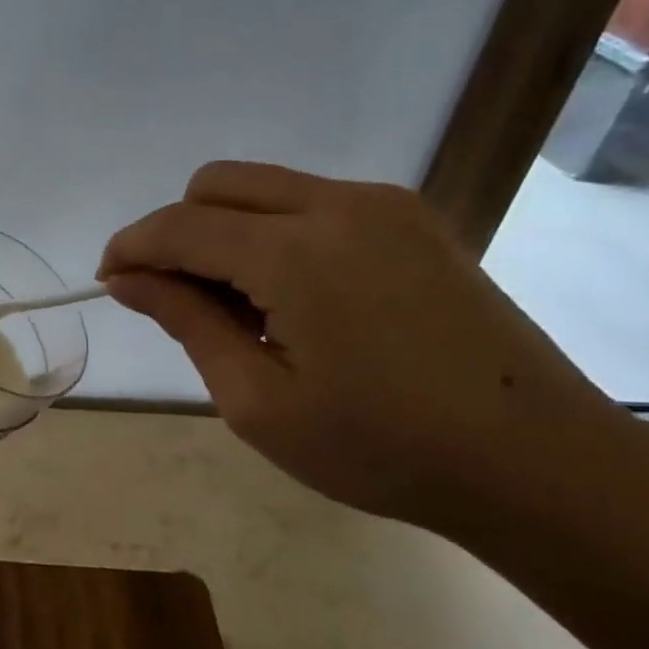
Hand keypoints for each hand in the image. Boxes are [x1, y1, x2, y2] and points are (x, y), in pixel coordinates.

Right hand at [99, 161, 648, 539]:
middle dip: (176, 231)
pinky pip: (312, 203)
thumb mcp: (256, 400)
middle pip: (217, 184)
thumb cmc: (381, 448)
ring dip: (225, 231)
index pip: (179, 226)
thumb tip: (126, 279)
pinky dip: (274, 233)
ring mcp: (384, 206)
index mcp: (294, 253)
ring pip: (264, 187)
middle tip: (176, 299)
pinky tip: (292, 298)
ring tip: (239, 308)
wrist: (539, 464)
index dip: (131, 248)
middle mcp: (338, 206)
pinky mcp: (413, 221)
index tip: (109, 284)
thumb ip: (187, 321)